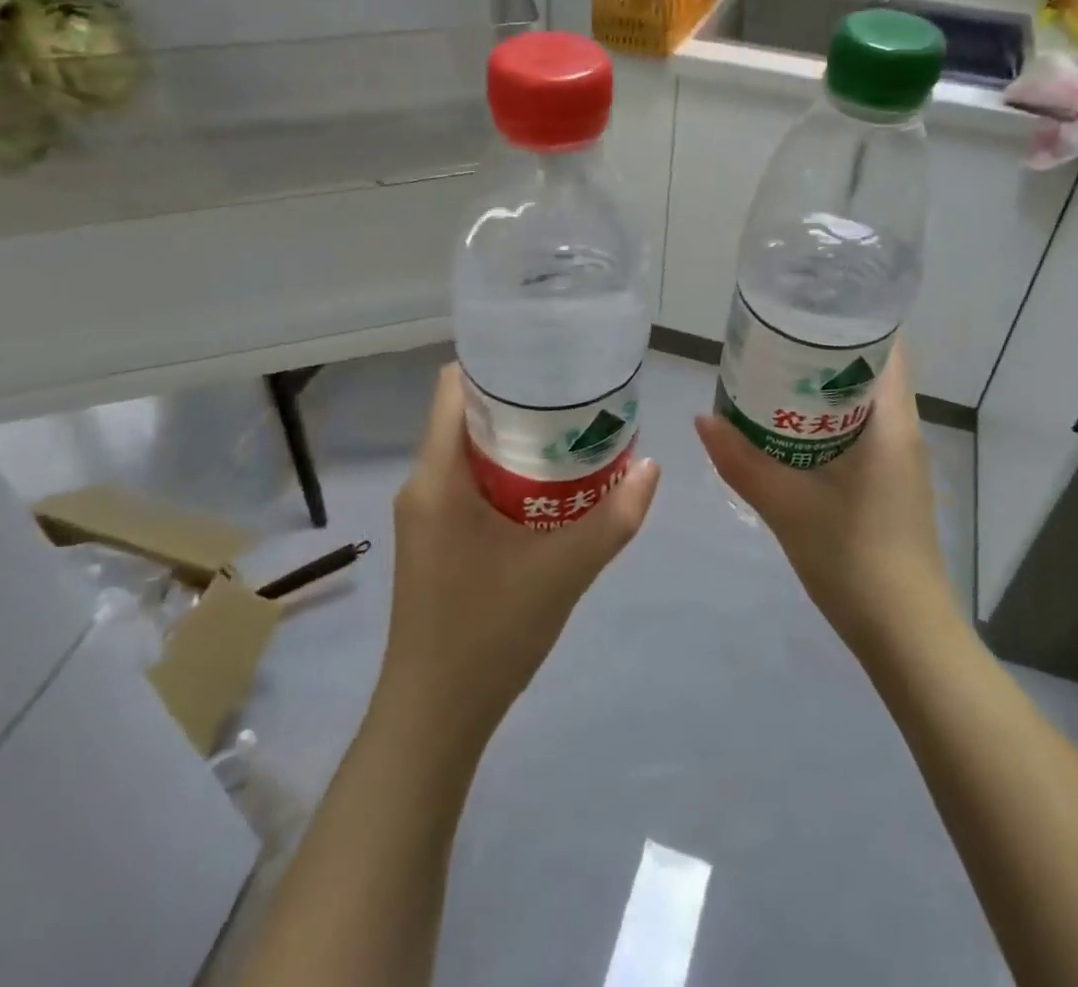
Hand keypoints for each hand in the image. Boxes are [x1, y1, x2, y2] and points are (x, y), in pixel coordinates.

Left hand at [375, 364, 659, 743]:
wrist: (435, 717)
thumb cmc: (488, 633)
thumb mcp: (564, 572)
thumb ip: (614, 518)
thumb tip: (653, 466)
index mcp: (437, 477)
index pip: (454, 387)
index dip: (498, 364)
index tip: (549, 361)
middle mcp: (424, 484)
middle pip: (468, 415)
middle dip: (522, 402)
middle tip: (578, 397)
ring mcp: (427, 513)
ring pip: (471, 451)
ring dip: (518, 440)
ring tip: (574, 433)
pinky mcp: (436, 537)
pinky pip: (471, 482)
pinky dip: (509, 472)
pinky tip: (552, 486)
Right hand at [695, 343, 951, 651]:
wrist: (905, 635)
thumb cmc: (855, 559)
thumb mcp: (788, 506)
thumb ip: (741, 461)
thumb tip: (701, 418)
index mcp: (891, 422)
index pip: (886, 346)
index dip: (849, 320)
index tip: (804, 308)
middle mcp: (902, 431)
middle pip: (868, 370)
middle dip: (822, 352)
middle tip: (771, 341)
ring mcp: (899, 460)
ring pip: (861, 404)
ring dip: (821, 389)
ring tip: (771, 377)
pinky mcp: (889, 484)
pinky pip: (857, 433)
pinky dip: (825, 422)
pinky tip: (787, 432)